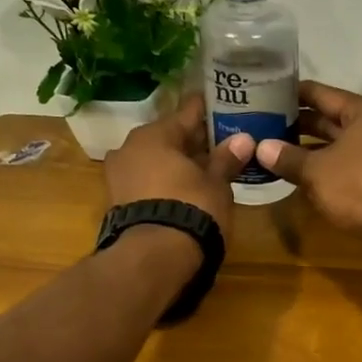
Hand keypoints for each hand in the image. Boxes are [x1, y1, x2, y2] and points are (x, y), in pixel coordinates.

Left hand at [104, 93, 253, 240]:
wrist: (152, 258)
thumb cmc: (191, 209)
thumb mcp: (216, 184)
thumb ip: (227, 159)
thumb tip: (244, 139)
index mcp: (154, 135)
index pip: (186, 113)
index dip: (205, 109)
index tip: (218, 102)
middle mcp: (129, 149)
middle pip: (167, 138)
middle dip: (192, 141)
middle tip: (218, 140)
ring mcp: (118, 177)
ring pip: (155, 161)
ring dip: (177, 163)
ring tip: (205, 168)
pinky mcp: (118, 204)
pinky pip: (147, 182)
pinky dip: (164, 182)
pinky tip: (185, 190)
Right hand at [256, 82, 361, 266]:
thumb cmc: (361, 188)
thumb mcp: (317, 171)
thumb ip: (288, 158)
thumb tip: (260, 147)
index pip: (321, 93)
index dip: (292, 93)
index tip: (265, 93)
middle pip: (330, 119)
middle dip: (298, 123)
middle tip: (262, 124)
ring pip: (338, 145)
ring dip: (309, 149)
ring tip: (274, 150)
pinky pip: (346, 167)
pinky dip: (325, 169)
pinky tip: (299, 176)